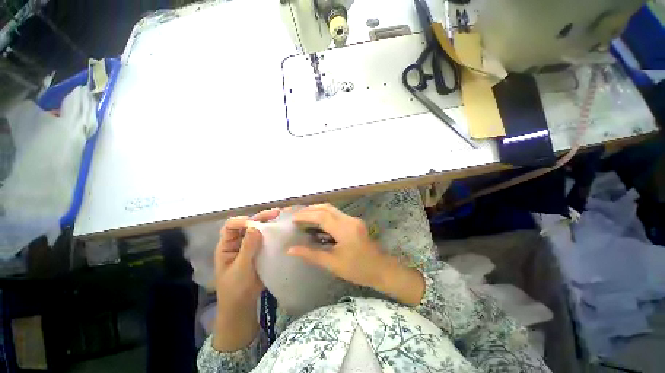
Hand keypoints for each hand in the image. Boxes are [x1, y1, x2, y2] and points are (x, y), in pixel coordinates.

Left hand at [213, 208, 278, 350]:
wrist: (243, 303)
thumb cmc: (235, 288)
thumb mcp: (240, 268)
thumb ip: (247, 248)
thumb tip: (254, 227)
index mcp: (226, 245)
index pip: (231, 227)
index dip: (241, 221)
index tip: (254, 223)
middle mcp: (238, 242)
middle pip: (247, 224)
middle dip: (259, 217)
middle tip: (275, 213)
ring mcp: (249, 246)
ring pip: (257, 229)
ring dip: (267, 222)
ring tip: (279, 216)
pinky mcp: (259, 250)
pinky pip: (265, 238)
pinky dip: (272, 232)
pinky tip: (280, 229)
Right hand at [287, 204, 424, 304]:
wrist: (382, 269)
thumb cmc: (358, 269)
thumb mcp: (333, 263)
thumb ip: (311, 254)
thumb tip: (290, 250)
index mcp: (344, 229)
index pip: (321, 216)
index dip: (305, 216)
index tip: (292, 219)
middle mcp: (349, 219)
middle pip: (326, 208)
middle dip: (310, 210)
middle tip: (297, 217)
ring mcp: (353, 219)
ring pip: (332, 209)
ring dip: (317, 211)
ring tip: (304, 219)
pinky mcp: (354, 222)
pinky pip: (336, 214)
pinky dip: (324, 216)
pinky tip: (317, 224)